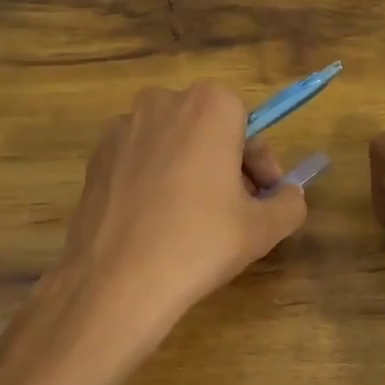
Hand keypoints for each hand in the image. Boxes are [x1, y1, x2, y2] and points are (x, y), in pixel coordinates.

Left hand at [60, 81, 308, 323]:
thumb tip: (288, 195)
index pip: (248, 125)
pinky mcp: (96, 157)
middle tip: (235, 209)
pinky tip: (158, 222)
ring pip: (173, 144)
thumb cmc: (199, 242)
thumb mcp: (263, 228)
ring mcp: (122, 129)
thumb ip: (289, 203)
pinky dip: (155, 180)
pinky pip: (140, 160)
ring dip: (191, 170)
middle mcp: (162, 103)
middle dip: (227, 163)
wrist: (116, 281)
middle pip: (209, 129)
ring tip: (195, 219)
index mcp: (208, 106)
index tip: (263, 196)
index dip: (261, 163)